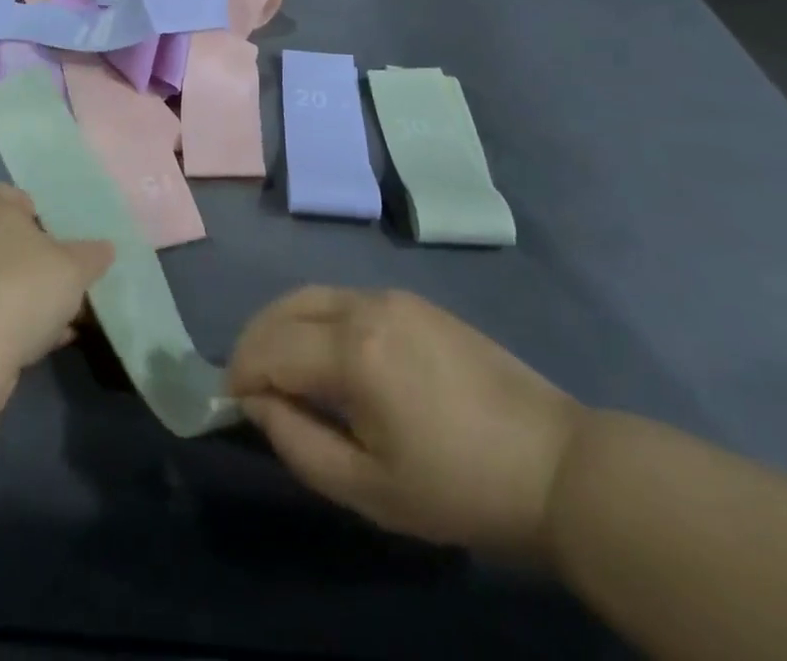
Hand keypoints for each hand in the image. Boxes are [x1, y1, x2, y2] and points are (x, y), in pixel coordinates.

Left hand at [0, 184, 112, 383]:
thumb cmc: (23, 288)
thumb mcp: (75, 268)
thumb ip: (92, 255)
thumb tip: (104, 248)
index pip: (0, 193)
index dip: (25, 205)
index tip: (51, 226)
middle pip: (2, 239)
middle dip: (32, 256)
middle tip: (65, 273)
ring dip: (26, 295)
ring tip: (64, 315)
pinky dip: (14, 325)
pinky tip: (46, 343)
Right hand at [228, 287, 583, 563]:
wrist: (554, 463)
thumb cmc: (458, 488)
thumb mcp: (369, 489)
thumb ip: (298, 443)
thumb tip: (257, 403)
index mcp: (353, 349)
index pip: (270, 347)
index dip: (241, 375)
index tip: (231, 406)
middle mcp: (365, 305)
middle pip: (285, 307)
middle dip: (254, 341)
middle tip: (247, 385)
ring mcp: (393, 296)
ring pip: (313, 296)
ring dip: (283, 326)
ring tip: (280, 372)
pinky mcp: (414, 301)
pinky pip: (345, 300)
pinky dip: (317, 320)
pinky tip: (326, 358)